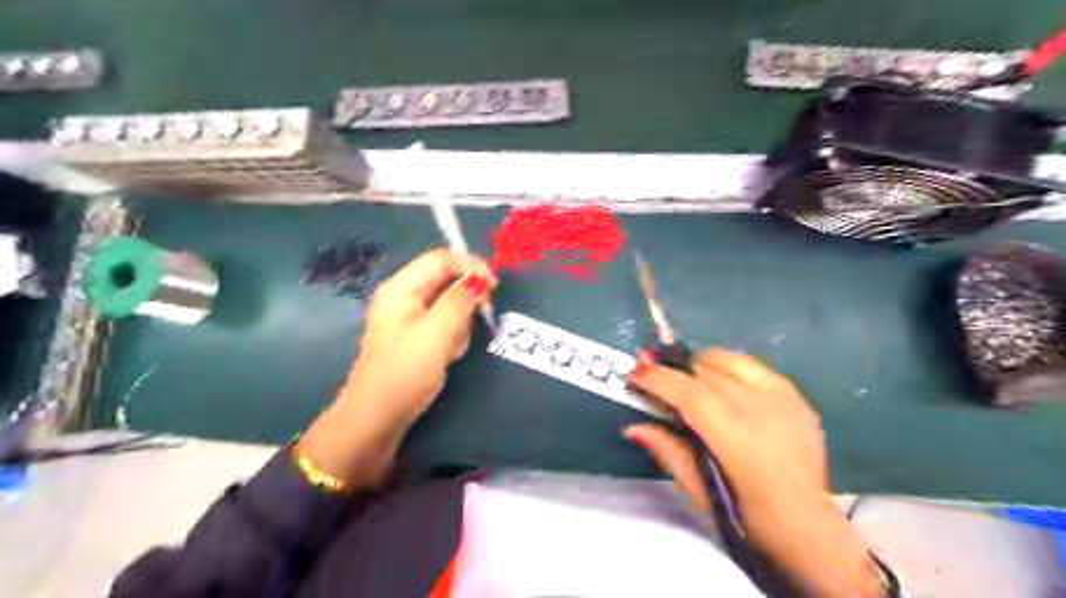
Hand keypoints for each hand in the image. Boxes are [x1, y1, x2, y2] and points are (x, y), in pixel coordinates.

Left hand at [291, 249, 490, 486]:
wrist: (377, 419)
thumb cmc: (404, 372)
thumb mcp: (436, 333)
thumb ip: (459, 300)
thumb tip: (480, 277)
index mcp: (402, 287)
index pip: (442, 258)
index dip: (470, 266)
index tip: (493, 287)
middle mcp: (405, 296)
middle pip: (447, 279)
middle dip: (465, 299)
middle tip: (476, 320)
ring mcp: (410, 317)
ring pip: (450, 303)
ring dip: (460, 322)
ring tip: (452, 346)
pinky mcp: (417, 336)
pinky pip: (445, 324)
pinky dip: (453, 336)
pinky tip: (448, 355)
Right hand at [626, 349, 883, 597]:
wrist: (806, 522)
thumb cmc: (745, 512)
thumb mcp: (697, 489)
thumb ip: (666, 450)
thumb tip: (632, 426)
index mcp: (733, 436)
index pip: (687, 392)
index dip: (657, 378)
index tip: (634, 374)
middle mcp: (758, 407)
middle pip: (703, 370)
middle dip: (673, 369)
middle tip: (654, 375)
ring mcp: (781, 396)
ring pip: (727, 359)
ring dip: (700, 365)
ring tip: (688, 379)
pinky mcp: (795, 394)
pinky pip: (751, 365)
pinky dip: (728, 368)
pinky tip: (723, 384)